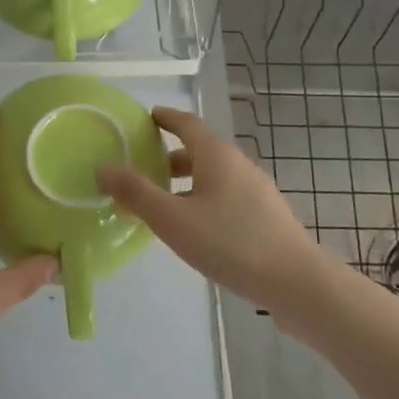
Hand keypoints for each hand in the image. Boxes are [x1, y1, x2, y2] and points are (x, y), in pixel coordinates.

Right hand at [99, 106, 330, 313]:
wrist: (295, 281)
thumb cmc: (230, 243)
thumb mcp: (173, 220)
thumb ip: (136, 193)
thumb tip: (103, 166)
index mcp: (216, 155)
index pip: (187, 123)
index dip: (165, 118)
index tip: (147, 117)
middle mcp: (238, 164)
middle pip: (200, 150)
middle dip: (171, 156)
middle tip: (144, 167)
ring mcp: (256, 189)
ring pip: (214, 175)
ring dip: (187, 181)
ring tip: (164, 202)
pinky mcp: (266, 214)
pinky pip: (226, 195)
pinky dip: (204, 198)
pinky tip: (196, 227)